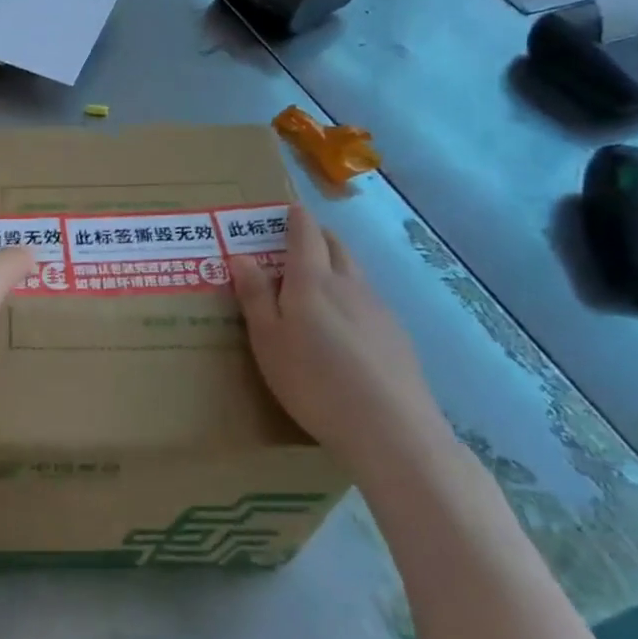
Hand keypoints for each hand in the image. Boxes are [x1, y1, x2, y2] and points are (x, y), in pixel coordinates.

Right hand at [229, 207, 450, 477]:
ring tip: (317, 283)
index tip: (288, 210)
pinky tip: (344, 327)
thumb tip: (240, 255)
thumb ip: (255, 296)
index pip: (306, 233)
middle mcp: (349, 284)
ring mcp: (378, 309)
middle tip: (297, 242)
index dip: (296, 218)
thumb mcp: (267, 340)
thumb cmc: (313, 380)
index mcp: (312, 280)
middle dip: (318, 236)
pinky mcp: (397, 335)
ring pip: (355, 272)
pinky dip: (351, 296)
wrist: (390, 428)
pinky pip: (368, 300)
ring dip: (335, 265)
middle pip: (336, 246)